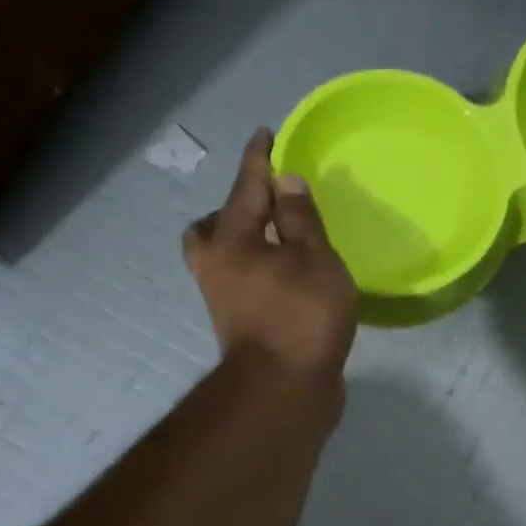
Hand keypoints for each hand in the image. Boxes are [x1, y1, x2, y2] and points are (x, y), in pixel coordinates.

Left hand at [184, 130, 358, 381]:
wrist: (283, 391)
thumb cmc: (302, 318)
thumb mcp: (315, 260)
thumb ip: (301, 219)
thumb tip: (285, 181)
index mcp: (233, 241)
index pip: (246, 188)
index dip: (258, 160)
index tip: (265, 134)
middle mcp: (217, 266)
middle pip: (210, 227)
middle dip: (233, 209)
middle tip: (264, 204)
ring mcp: (222, 299)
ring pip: (219, 257)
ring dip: (240, 242)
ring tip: (275, 241)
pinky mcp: (238, 325)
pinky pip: (238, 282)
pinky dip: (254, 269)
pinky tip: (283, 276)